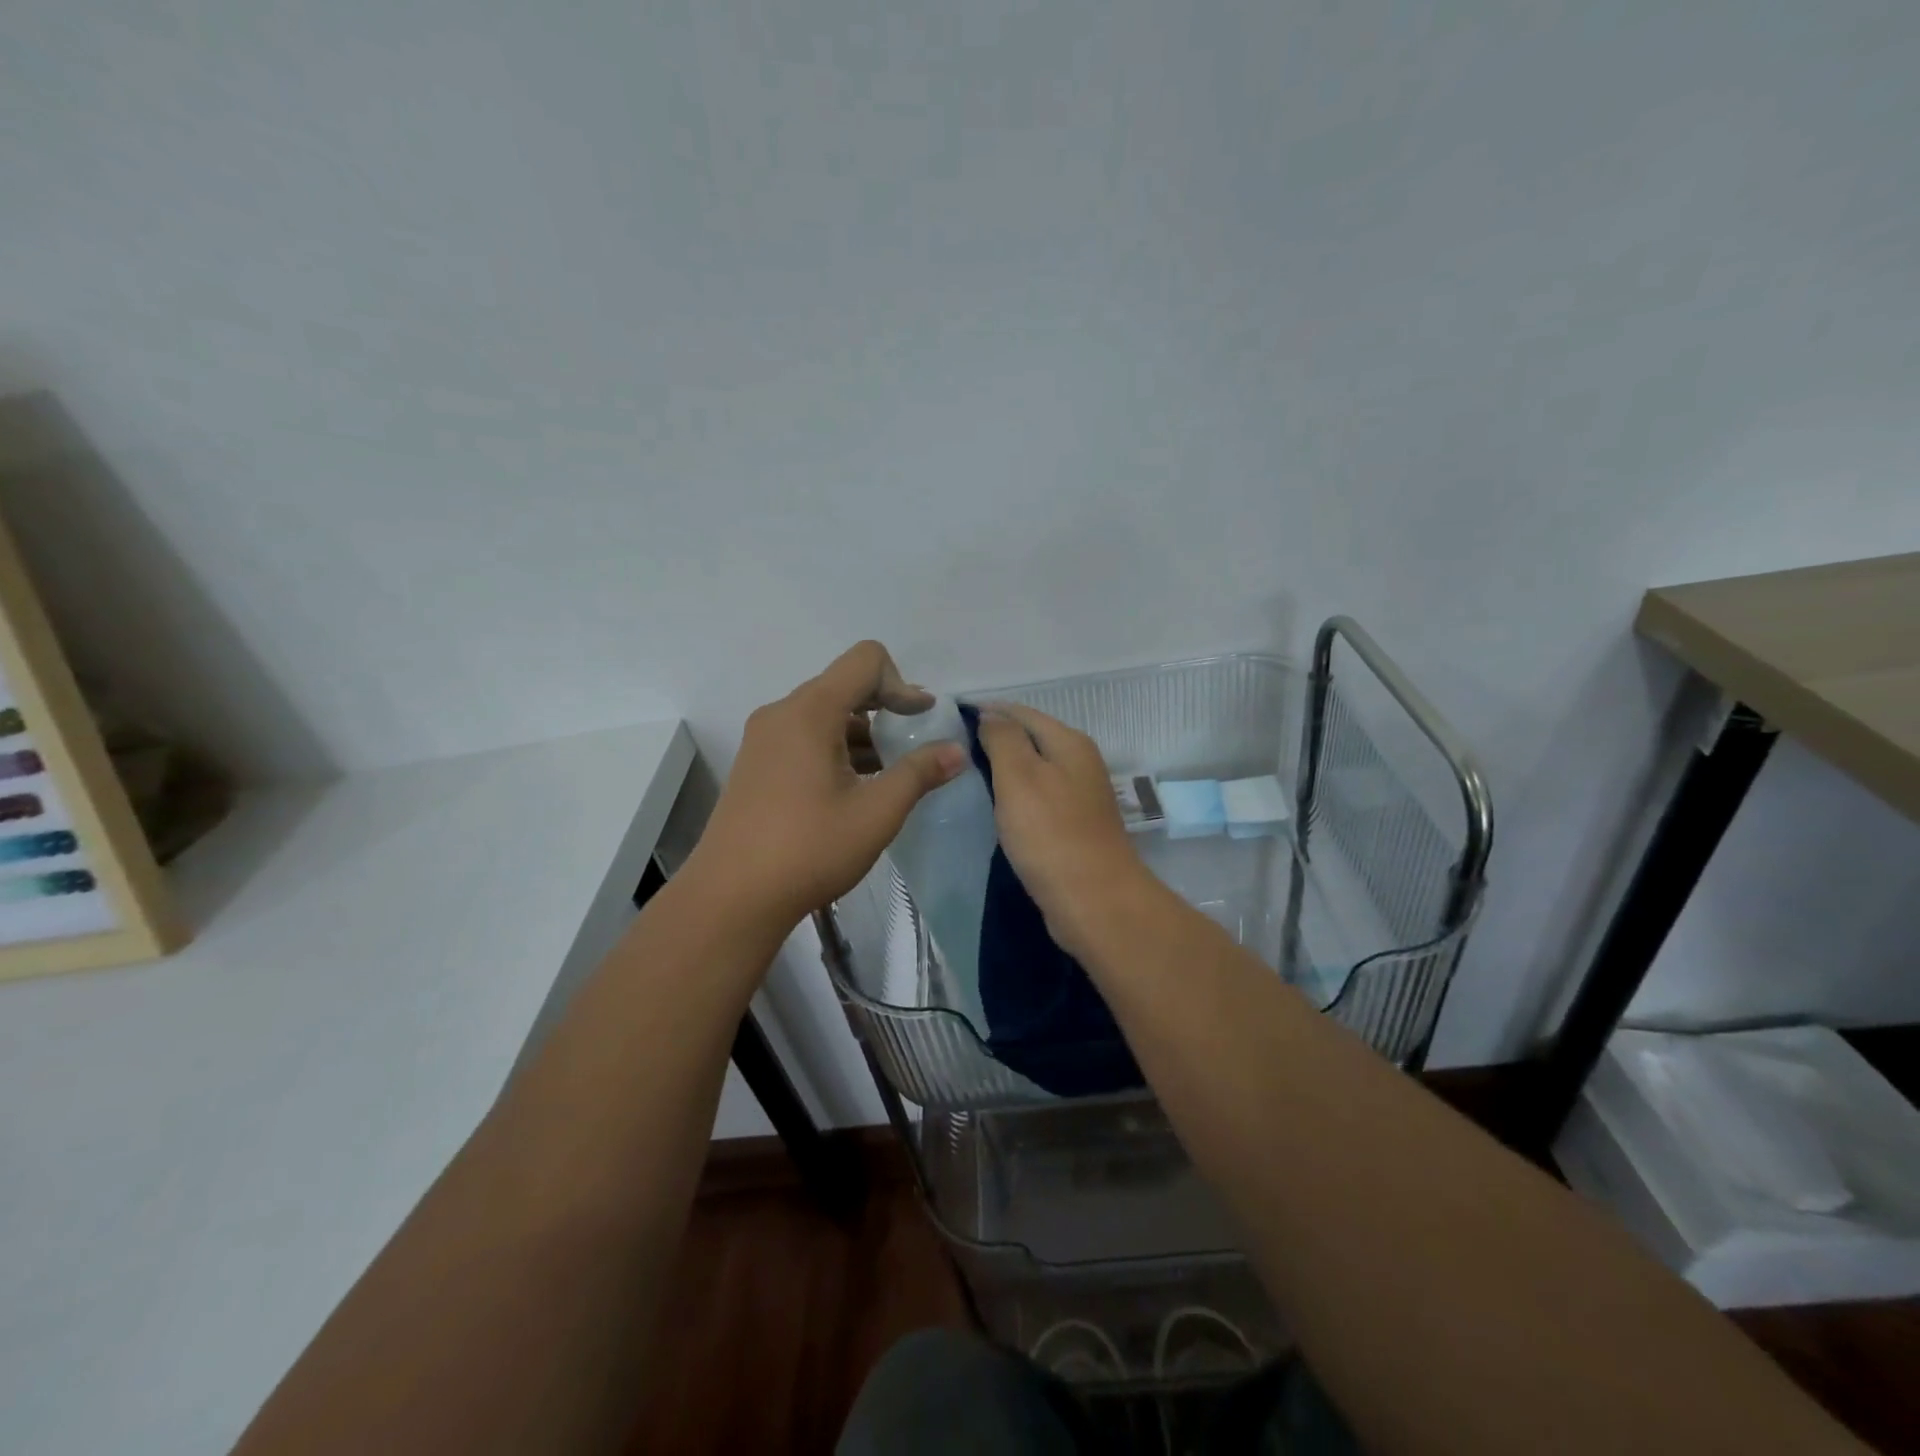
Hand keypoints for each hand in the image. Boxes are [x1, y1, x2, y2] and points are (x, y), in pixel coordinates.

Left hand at [688, 641, 967, 929]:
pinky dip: (836, 747)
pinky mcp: (756, 764)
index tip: (921, 720)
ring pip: (824, 713)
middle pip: (843, 684)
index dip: (901, 683)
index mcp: (810, 712)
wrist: (731, 898)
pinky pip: (804, 736)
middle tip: (914, 741)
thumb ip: (920, 774)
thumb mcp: (876, 812)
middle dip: (885, 706)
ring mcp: (763, 739)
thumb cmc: (809, 849)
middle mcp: (782, 714)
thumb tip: (957, 751)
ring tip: (889, 771)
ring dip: (861, 731)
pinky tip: (854, 787)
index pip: (865, 661)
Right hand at [973, 702, 1155, 956]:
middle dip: (996, 739)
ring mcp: (1080, 798)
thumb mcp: (1019, 776)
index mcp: (1070, 743)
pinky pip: (1038, 800)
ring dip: (1005, 770)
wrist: (1095, 901)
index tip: (950, 719)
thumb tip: (991, 715)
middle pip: (1032, 740)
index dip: (987, 712)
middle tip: (952, 749)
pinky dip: (1016, 798)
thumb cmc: (1051, 834)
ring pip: (1035, 771)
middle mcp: (1080, 763)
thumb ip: (1003, 740)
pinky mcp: (1074, 828)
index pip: (1022, 713)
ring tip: (967, 776)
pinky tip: (996, 809)